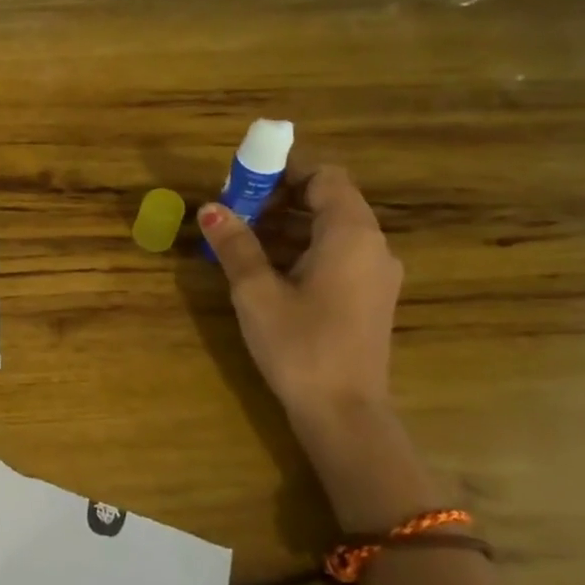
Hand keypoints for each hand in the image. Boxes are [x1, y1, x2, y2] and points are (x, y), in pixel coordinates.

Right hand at [199, 166, 402, 421]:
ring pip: (329, 231)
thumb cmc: (300, 345)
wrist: (343, 413)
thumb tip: (210, 208)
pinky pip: (335, 257)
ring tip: (239, 242)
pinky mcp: (368, 298)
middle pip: (327, 201)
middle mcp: (372, 246)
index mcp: (351, 234)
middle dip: (279, 200)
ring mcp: (374, 274)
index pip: (325, 176)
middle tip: (233, 213)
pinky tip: (264, 271)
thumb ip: (235, 245)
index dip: (285, 171)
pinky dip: (300, 251)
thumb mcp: (256, 292)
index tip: (244, 181)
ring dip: (286, 227)